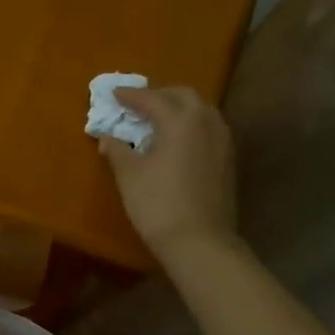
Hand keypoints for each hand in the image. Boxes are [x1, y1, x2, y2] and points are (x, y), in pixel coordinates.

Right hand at [100, 85, 239, 262]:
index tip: (114, 94)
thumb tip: (107, 137)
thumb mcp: (129, 175)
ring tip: (158, 119)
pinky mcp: (227, 159)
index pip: (152, 98)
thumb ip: (117, 150)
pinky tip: (177, 140)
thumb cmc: (158, 203)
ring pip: (200, 110)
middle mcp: (206, 121)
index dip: (130, 96)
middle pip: (182, 96)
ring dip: (178, 108)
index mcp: (180, 119)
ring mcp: (222, 140)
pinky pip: (208, 128)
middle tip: (138, 104)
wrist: (200, 241)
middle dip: (159, 95)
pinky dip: (190, 125)